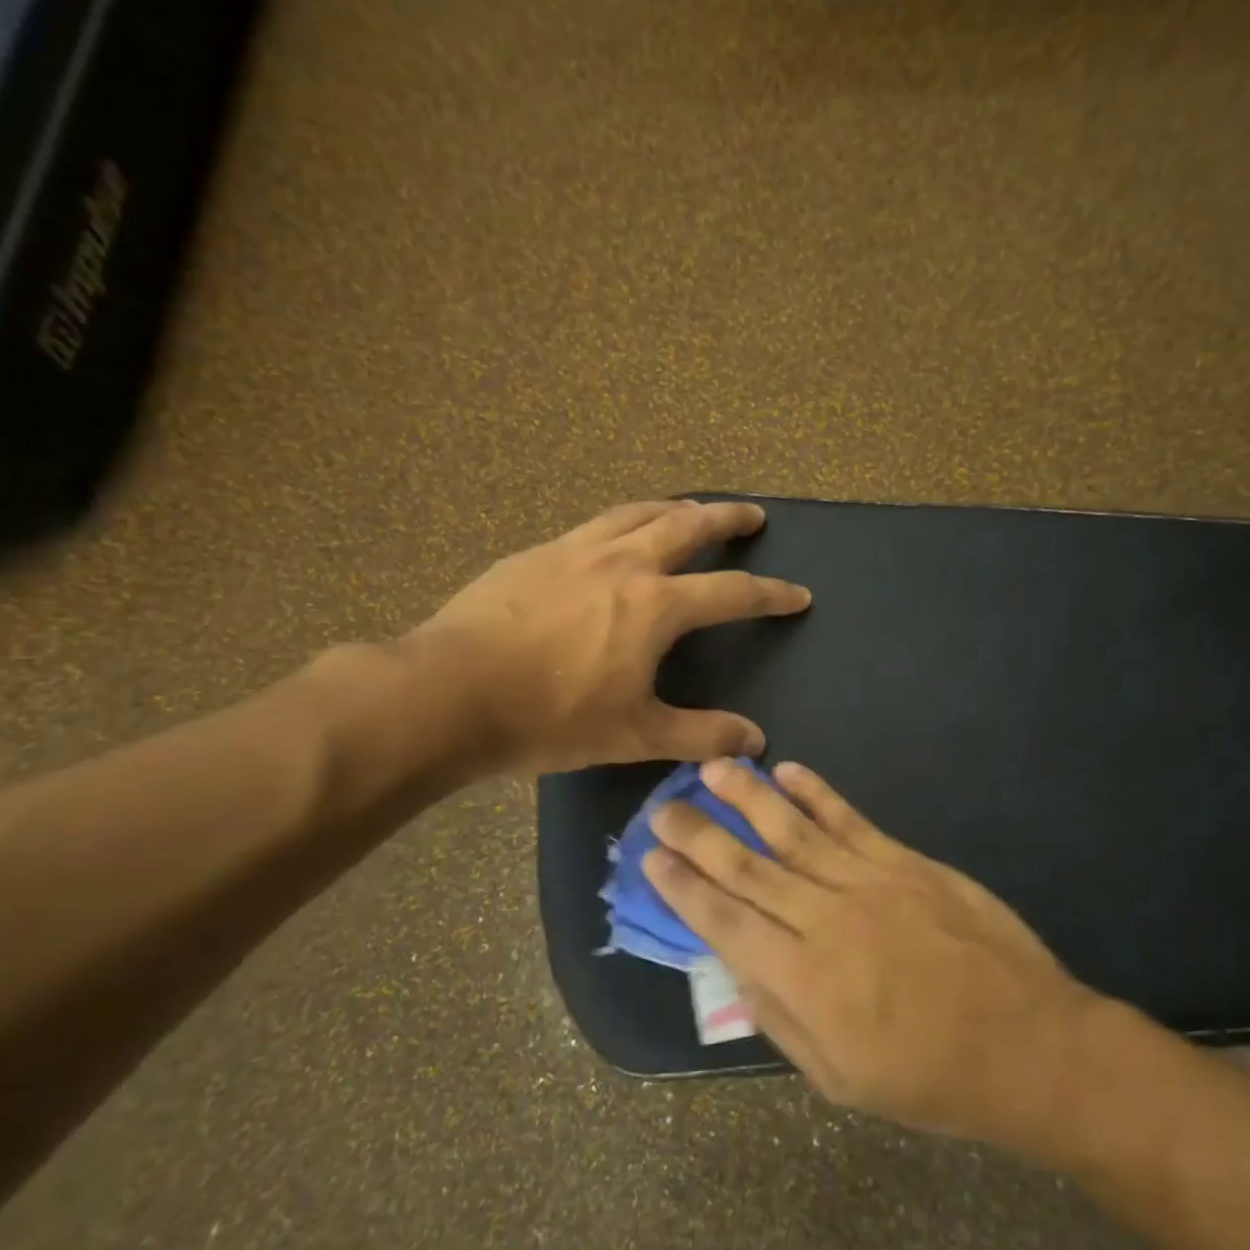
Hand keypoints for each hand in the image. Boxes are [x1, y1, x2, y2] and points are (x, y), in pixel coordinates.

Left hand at [404, 501, 810, 774]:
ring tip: (690, 508)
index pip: (732, 592)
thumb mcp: (635, 735)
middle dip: (727, 518)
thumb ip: (700, 735)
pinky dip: (622, 522)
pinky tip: (614, 536)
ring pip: (637, 513)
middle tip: (752, 514)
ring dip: (673, 508)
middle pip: (688, 525)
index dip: (771, 594)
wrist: (450, 694)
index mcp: (656, 605)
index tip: (799, 595)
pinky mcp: (534, 555)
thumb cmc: (552, 717)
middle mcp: (623, 564)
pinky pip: (593, 526)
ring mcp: (574, 551)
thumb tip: (755, 741)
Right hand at [644, 758, 1101, 1146]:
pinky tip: (788, 771)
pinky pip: (850, 821)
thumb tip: (735, 968)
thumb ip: (780, 1019)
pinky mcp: (905, 862)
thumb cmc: (929, 1076)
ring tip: (712, 768)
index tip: (652, 858)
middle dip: (700, 835)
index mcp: (803, 980)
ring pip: (793, 831)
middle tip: (663, 808)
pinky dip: (817, 794)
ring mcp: (868, 882)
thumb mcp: (840, 1078)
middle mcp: (825, 919)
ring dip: (748, 798)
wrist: (1025, 1043)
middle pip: (748, 868)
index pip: (725, 922)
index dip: (684, 888)